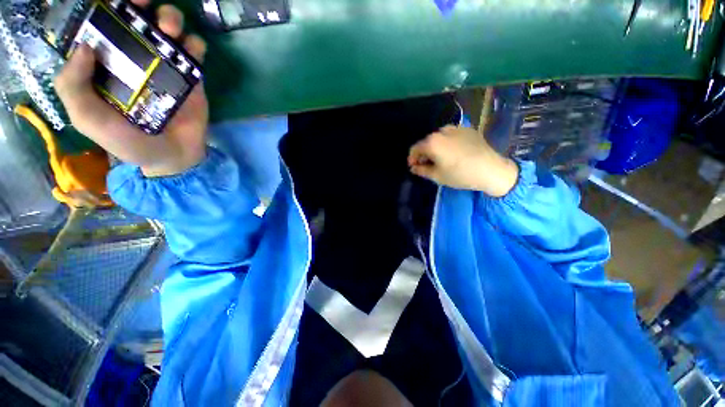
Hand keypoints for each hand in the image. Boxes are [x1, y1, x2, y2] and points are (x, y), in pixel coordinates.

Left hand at [54, 0, 207, 176]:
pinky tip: (193, 50)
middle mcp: (135, 58)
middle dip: (142, 5)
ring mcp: (165, 67)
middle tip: (145, 6)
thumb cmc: (126, 141)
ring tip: (171, 31)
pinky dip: (195, 45)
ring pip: (169, 29)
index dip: (108, 8)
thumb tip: (85, 45)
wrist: (171, 156)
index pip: (104, 26)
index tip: (115, 1)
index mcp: (107, 64)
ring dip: (171, 20)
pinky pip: (195, 52)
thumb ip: (73, 87)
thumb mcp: (87, 119)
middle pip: (139, 19)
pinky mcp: (191, 78)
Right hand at [408, 126, 518, 196]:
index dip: (412, 159)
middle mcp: (441, 131)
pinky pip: (451, 136)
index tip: (414, 167)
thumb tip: (413, 167)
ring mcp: (456, 128)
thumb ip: (421, 170)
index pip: (415, 149)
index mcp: (432, 142)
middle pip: (426, 142)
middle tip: (428, 165)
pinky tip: (454, 153)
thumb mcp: (437, 176)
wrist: (491, 169)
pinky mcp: (468, 129)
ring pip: (439, 138)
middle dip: (424, 154)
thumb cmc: (460, 174)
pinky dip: (447, 143)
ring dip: (436, 148)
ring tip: (441, 159)